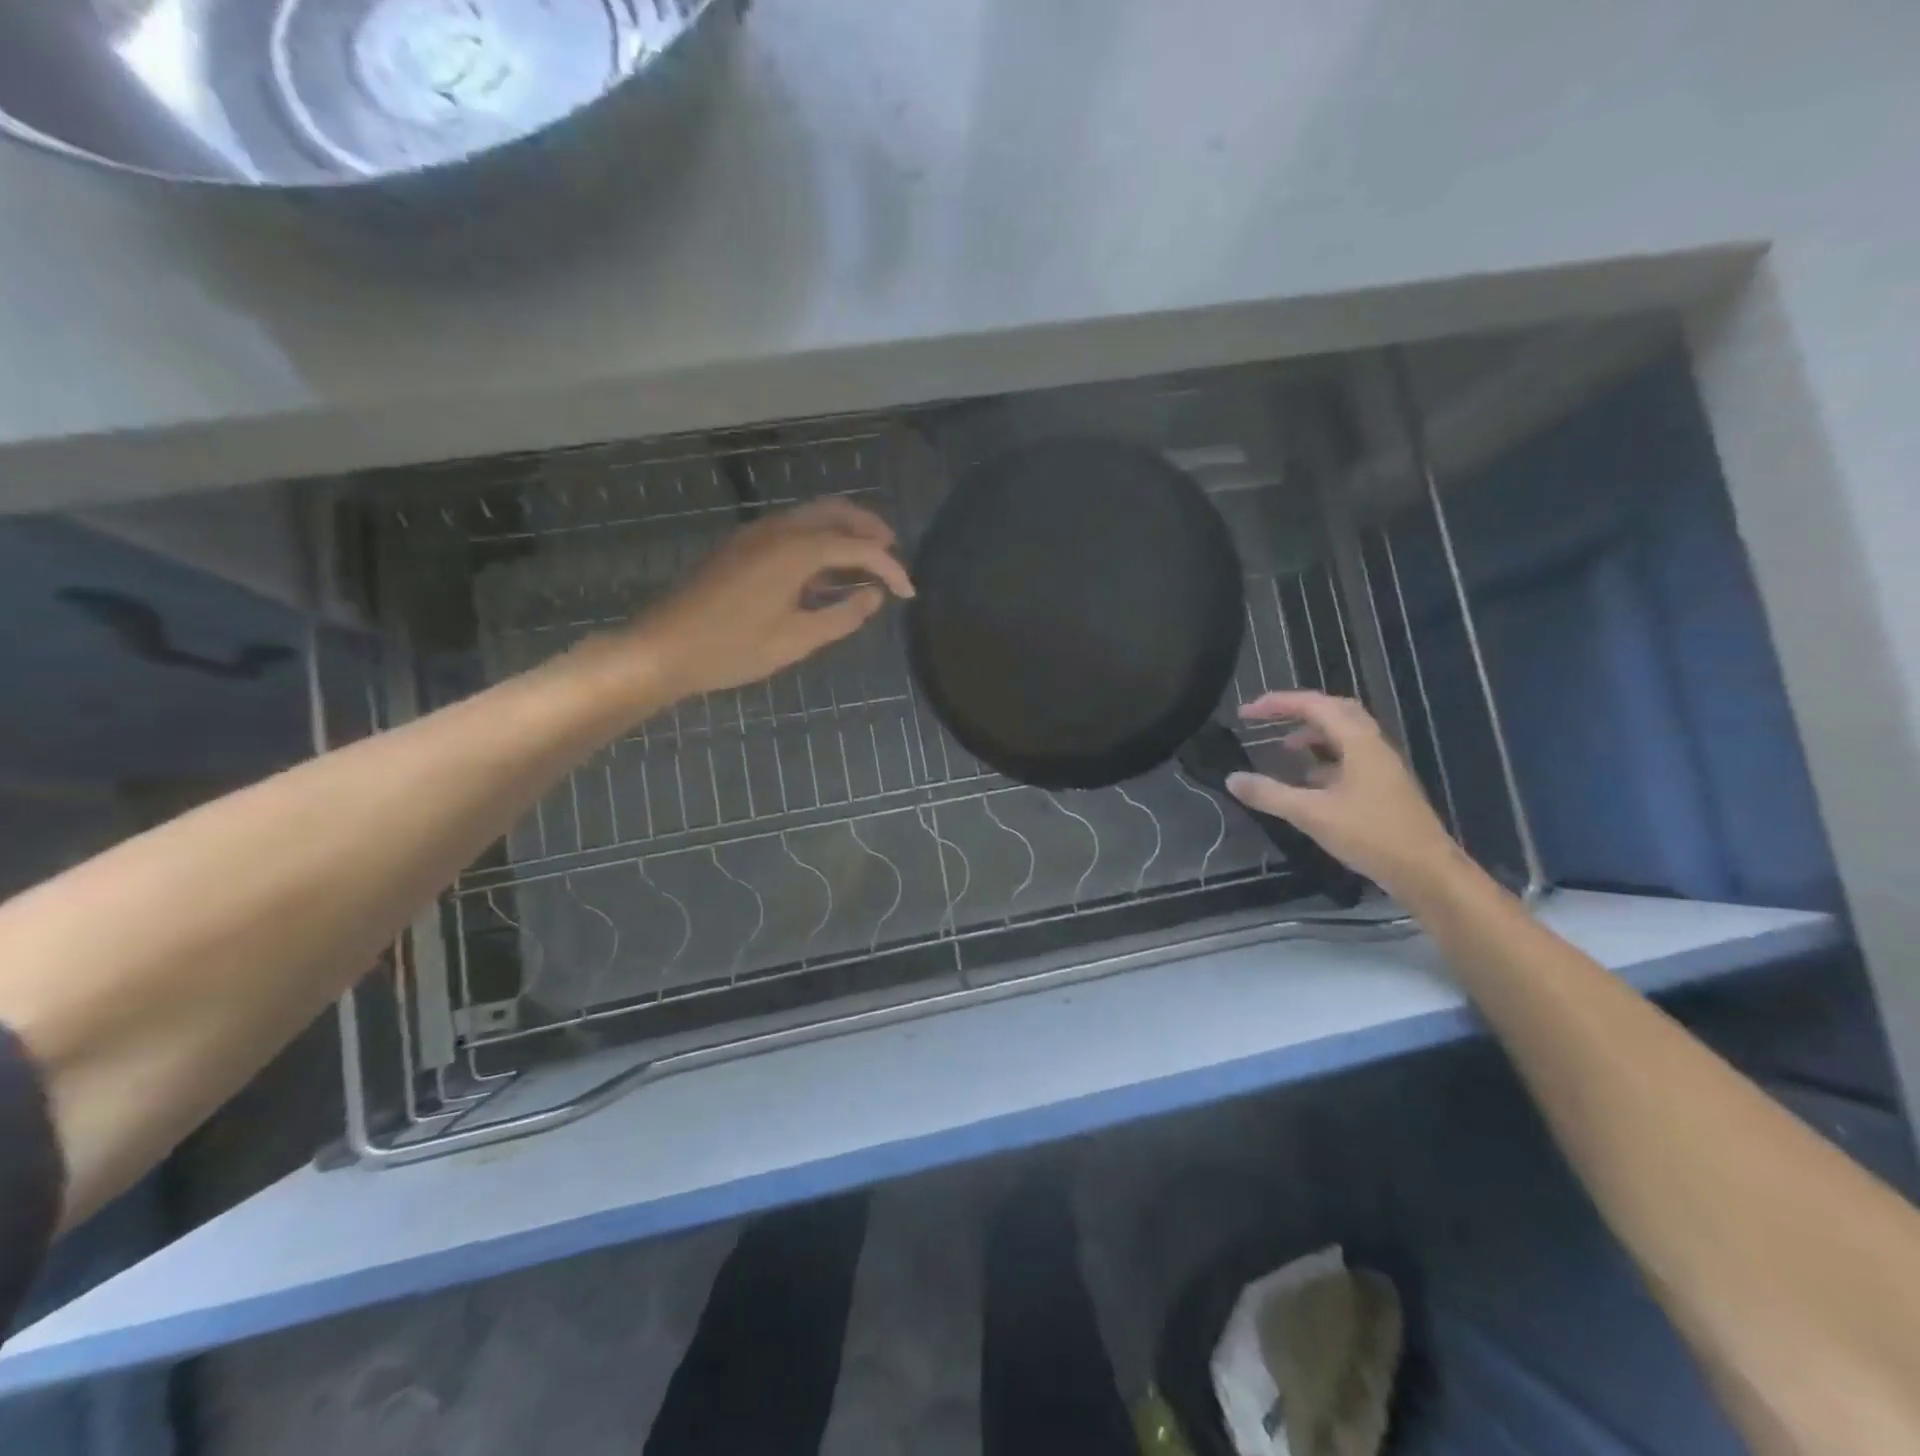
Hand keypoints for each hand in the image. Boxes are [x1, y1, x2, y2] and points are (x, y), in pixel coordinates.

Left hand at [627, 498, 914, 699]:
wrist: (663, 647)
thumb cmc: (732, 649)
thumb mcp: (796, 640)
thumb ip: (842, 616)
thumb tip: (873, 596)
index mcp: (795, 550)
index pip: (858, 547)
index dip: (890, 568)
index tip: (908, 592)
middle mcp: (778, 530)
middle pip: (835, 512)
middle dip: (870, 529)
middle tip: (892, 556)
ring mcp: (755, 534)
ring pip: (811, 516)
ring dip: (843, 530)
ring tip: (865, 560)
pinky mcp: (741, 546)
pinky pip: (791, 528)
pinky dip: (818, 538)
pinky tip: (824, 570)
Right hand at [1225, 690, 1466, 899]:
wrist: (1427, 872)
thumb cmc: (1371, 835)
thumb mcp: (1312, 814)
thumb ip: (1270, 794)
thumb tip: (1232, 778)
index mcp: (1359, 742)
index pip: (1315, 705)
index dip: (1278, 704)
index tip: (1246, 712)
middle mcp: (1373, 745)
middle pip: (1334, 711)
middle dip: (1298, 710)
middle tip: (1267, 719)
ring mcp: (1381, 766)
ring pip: (1344, 735)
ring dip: (1312, 734)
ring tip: (1284, 748)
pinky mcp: (1383, 787)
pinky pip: (1349, 757)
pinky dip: (1324, 758)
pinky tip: (1308, 780)